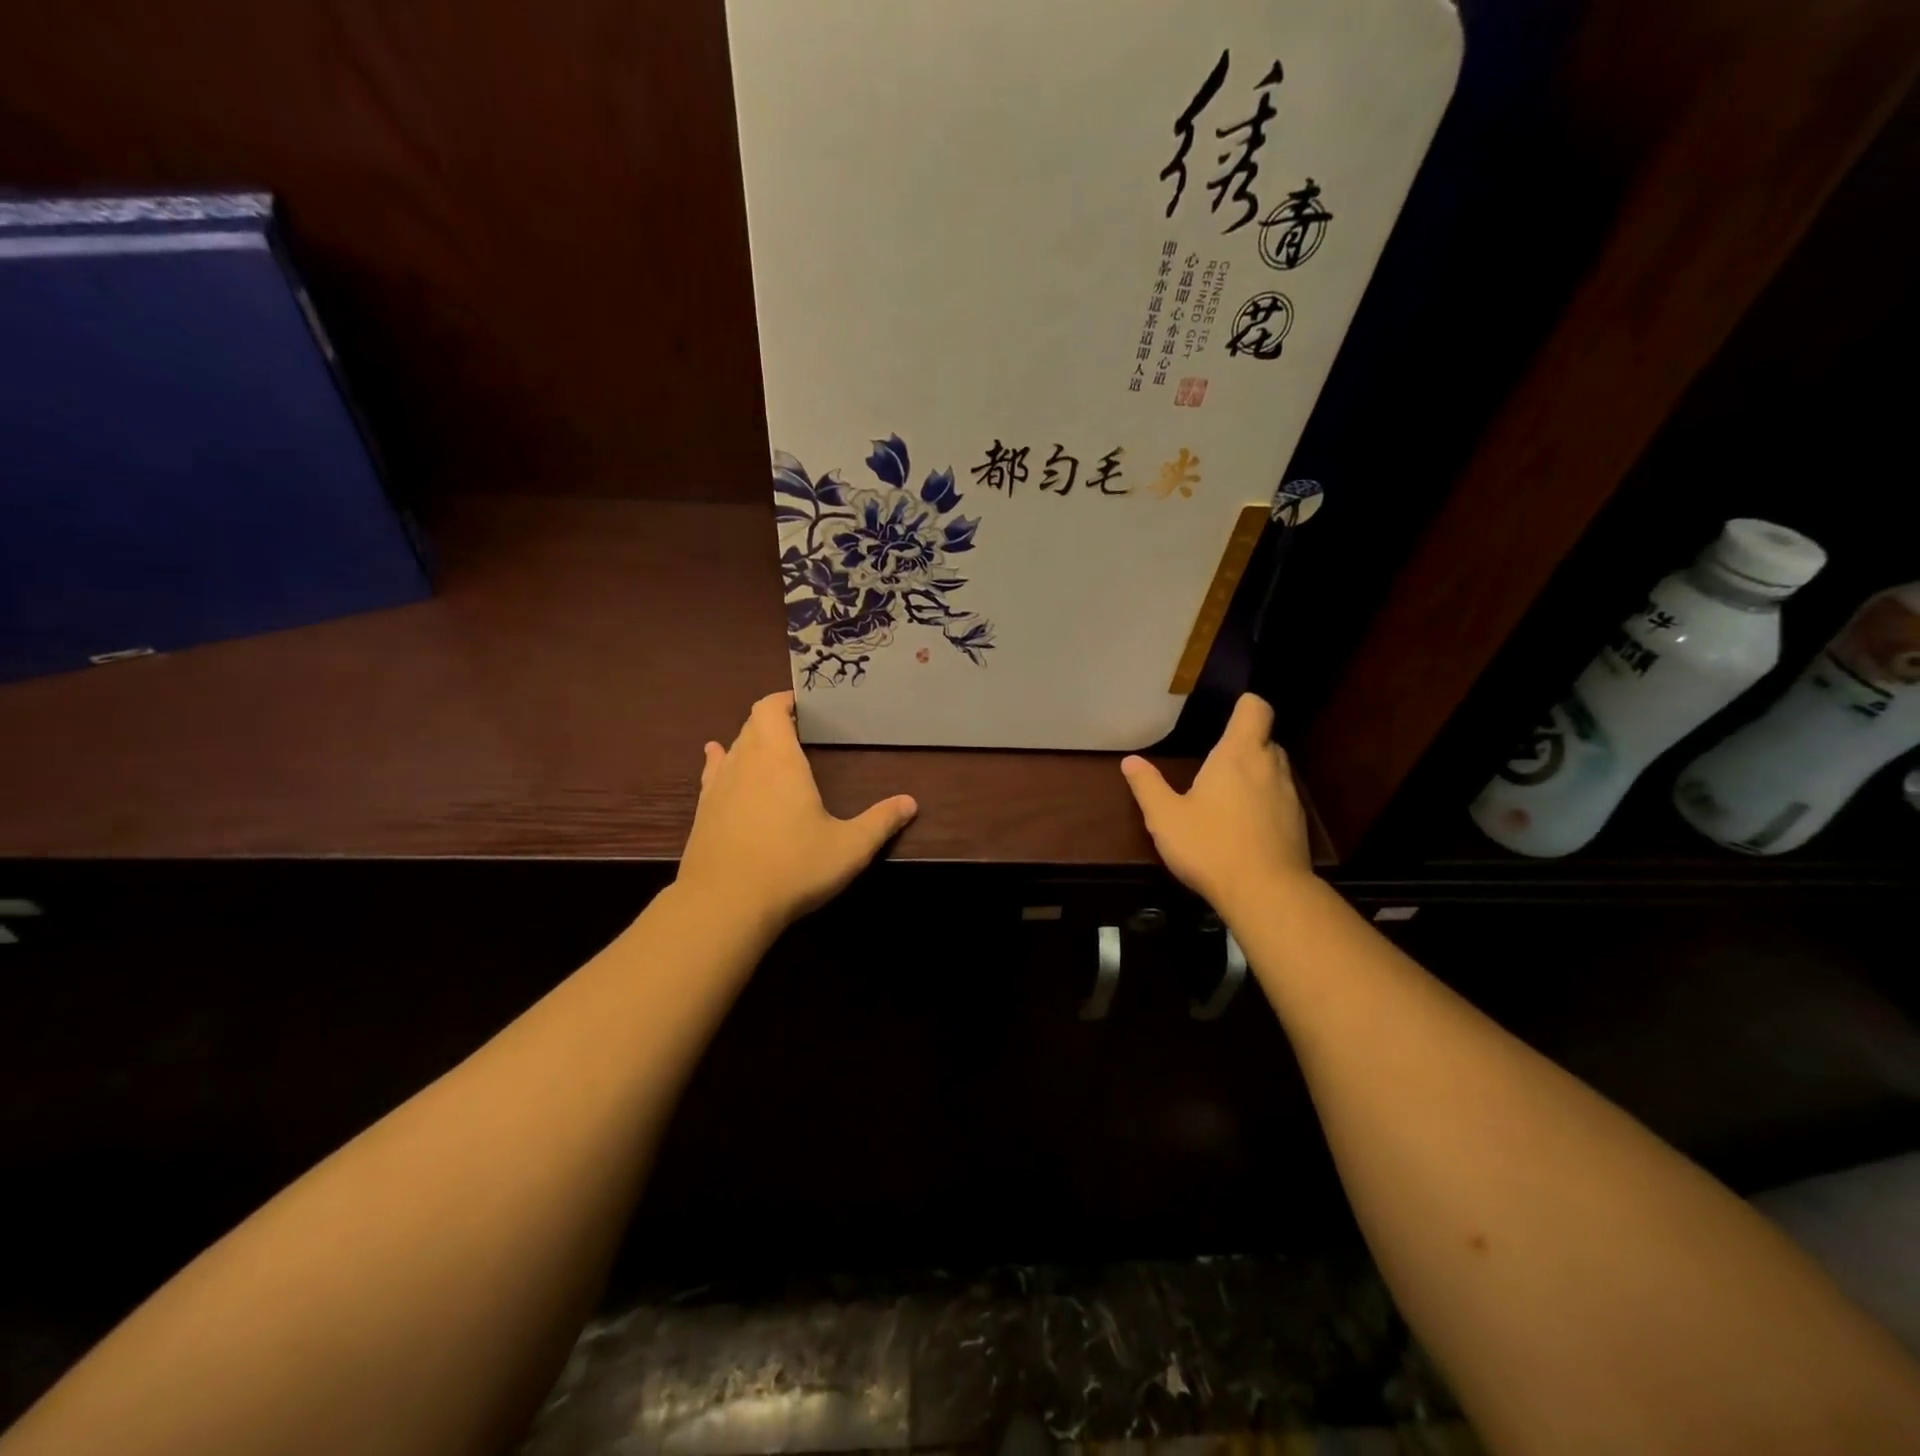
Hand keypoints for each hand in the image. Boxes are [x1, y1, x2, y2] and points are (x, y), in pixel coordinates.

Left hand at [677, 691, 917, 930]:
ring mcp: (717, 787)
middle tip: (798, 727)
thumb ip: (880, 822)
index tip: (803, 702)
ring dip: (749, 740)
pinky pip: (711, 773)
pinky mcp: (702, 812)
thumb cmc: (792, 867)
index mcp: (779, 760)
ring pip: (732, 747)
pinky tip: (717, 759)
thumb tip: (910, 803)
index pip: (770, 709)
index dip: (784, 699)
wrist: (724, 905)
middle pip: (751, 724)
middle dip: (773, 719)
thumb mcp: (849, 848)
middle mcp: (744, 763)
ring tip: (767, 744)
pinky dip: (719, 760)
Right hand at [1120, 694, 1312, 916]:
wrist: (1267, 893)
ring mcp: (1289, 796)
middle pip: (1265, 738)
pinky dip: (1265, 802)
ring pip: (1274, 769)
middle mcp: (1269, 767)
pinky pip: (1281, 798)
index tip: (1226, 714)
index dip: (1244, 705)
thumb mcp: (1165, 817)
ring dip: (1255, 774)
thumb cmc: (1210, 845)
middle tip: (1216, 762)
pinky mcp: (1297, 824)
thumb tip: (1130, 761)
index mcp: (1238, 755)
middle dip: (1244, 744)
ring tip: (1227, 796)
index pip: (1255, 709)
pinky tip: (1243, 826)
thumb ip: (1147, 786)